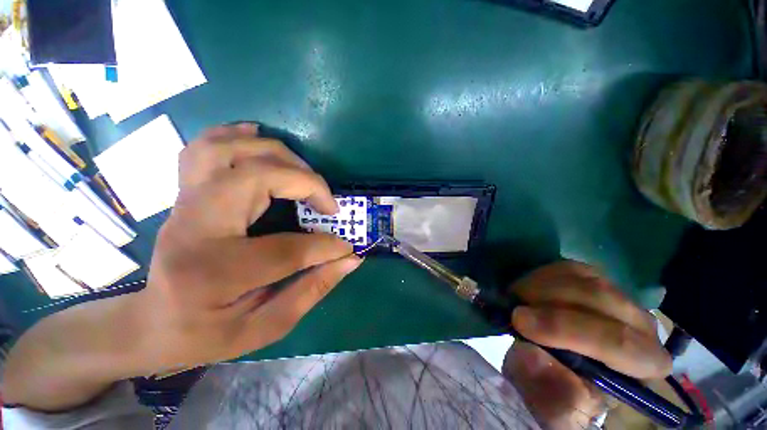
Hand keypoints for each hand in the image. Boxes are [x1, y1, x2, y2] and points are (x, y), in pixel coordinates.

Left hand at [2, 123, 360, 410]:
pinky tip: (259, 138)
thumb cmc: (207, 333)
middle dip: (305, 183)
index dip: (327, 246)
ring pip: (228, 150)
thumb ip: (311, 291)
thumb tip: (351, 259)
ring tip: (305, 174)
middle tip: (328, 205)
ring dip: (278, 154)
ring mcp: (185, 204)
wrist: (152, 322)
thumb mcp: (264, 328)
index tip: (347, 247)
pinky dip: (236, 135)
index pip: (286, 249)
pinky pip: (205, 147)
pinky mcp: (186, 194)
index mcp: (213, 273)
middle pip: (255, 177)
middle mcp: (195, 227)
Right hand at [502, 261, 671, 429]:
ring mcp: (617, 295)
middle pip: (601, 300)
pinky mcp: (594, 279)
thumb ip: (552, 397)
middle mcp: (641, 324)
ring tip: (517, 299)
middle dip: (549, 303)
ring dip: (541, 286)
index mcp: (644, 364)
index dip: (566, 329)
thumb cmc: (562, 391)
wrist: (559, 365)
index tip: (519, 322)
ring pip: (584, 279)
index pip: (620, 343)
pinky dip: (542, 275)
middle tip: (512, 307)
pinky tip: (528, 289)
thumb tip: (533, 356)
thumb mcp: (554, 410)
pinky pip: (569, 268)